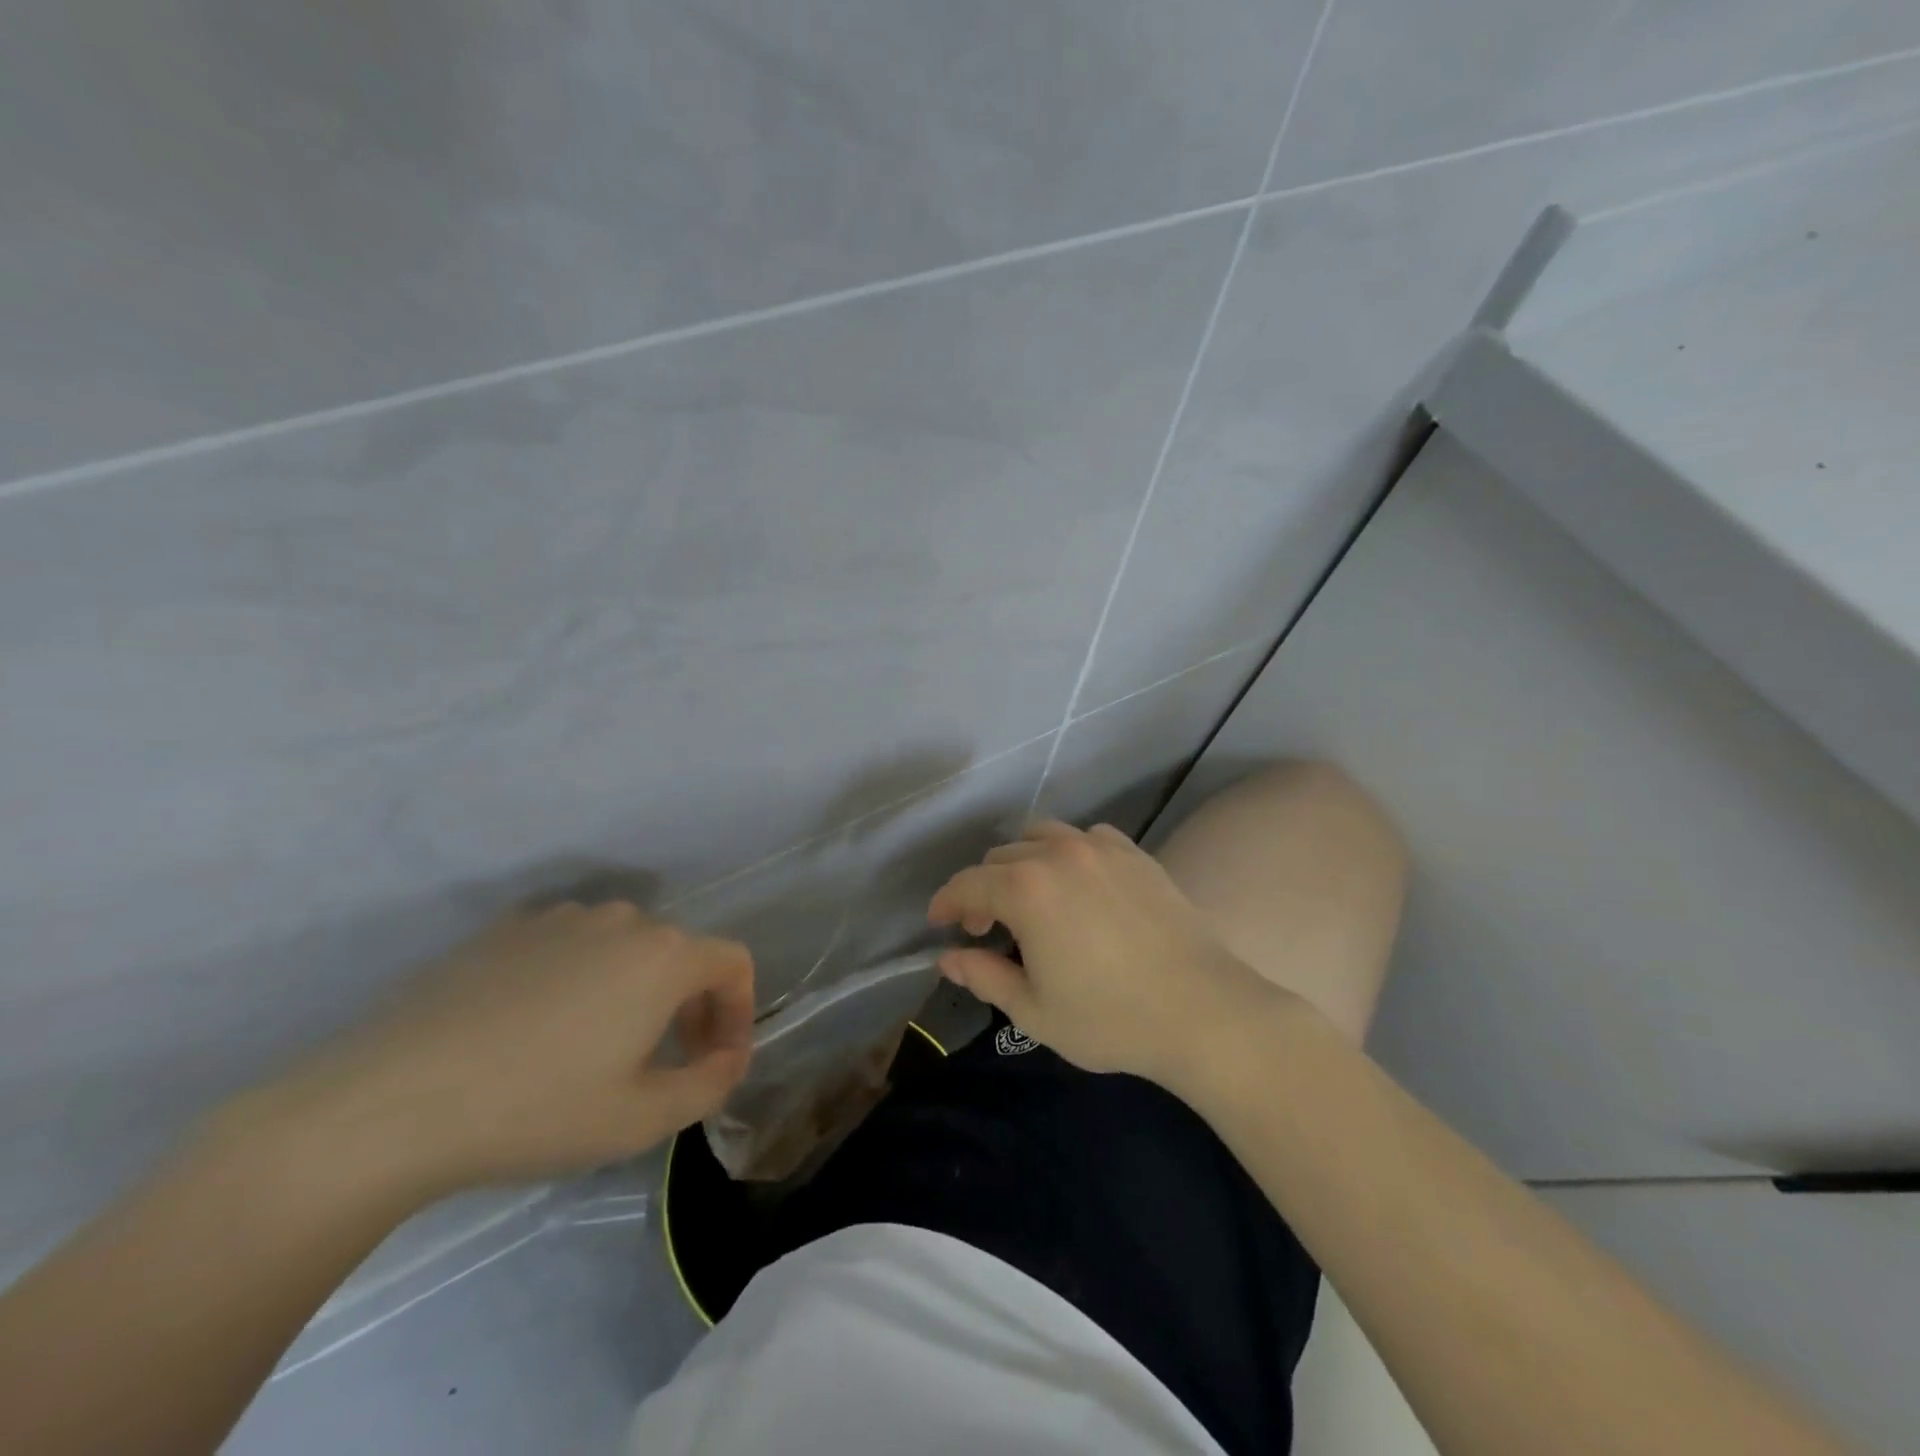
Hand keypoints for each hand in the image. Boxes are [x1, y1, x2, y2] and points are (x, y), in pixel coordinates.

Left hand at [247, 903, 753, 1199]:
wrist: (387, 1103)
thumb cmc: (536, 1109)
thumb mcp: (642, 1118)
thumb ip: (710, 1084)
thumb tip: (727, 1060)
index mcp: (664, 955)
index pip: (734, 964)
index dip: (740, 1012)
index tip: (717, 1063)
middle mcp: (622, 920)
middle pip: (679, 955)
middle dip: (687, 1008)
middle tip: (662, 1066)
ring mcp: (559, 918)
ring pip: (622, 951)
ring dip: (631, 993)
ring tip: (593, 1052)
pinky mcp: (504, 930)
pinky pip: (567, 948)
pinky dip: (577, 981)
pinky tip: (533, 1033)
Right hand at [928, 821, 1274, 1086]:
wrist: (1203, 1011)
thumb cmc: (1111, 1018)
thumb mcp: (1034, 1010)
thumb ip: (984, 976)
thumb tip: (949, 958)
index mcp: (1027, 890)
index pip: (968, 884)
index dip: (947, 902)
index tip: (939, 923)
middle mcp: (1059, 854)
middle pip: (1001, 857)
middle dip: (983, 888)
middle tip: (987, 927)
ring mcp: (1101, 848)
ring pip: (1042, 837)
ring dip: (1022, 863)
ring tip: (1030, 899)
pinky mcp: (1134, 853)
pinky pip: (1086, 838)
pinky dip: (1067, 854)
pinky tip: (1079, 887)